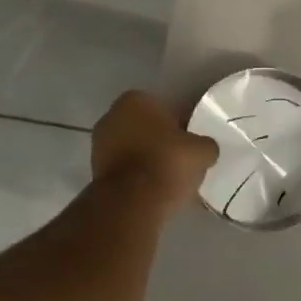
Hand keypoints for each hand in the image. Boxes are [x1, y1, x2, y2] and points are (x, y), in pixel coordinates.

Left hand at [91, 90, 218, 209]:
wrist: (131, 202)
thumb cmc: (167, 162)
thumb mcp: (201, 151)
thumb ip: (205, 144)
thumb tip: (205, 148)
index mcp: (135, 99)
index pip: (164, 106)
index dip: (180, 123)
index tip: (190, 140)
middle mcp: (112, 115)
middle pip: (145, 126)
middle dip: (159, 139)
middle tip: (180, 157)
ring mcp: (99, 143)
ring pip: (132, 146)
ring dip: (146, 157)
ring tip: (168, 176)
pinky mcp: (94, 170)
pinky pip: (124, 167)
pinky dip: (136, 174)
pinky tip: (153, 188)